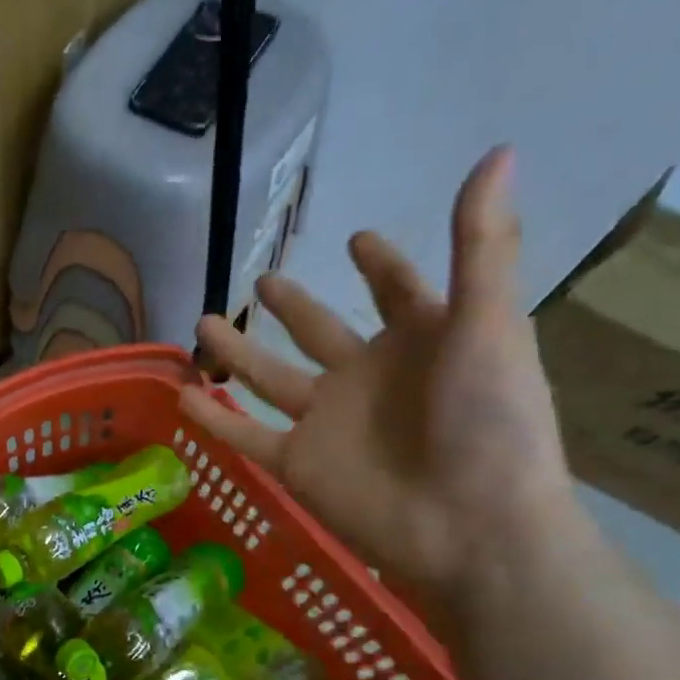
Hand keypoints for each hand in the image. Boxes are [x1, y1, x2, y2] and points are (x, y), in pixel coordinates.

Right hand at [183, 147, 575, 613]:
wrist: (471, 528)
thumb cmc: (490, 423)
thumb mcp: (487, 325)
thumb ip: (479, 246)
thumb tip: (498, 151)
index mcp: (420, 340)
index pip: (396, 291)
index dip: (380, 265)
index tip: (358, 240)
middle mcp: (367, 376)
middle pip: (318, 330)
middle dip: (292, 305)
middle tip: (263, 280)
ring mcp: (326, 421)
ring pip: (268, 377)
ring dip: (236, 352)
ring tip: (200, 320)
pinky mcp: (297, 463)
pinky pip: (244, 434)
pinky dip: (212, 418)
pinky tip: (181, 395)